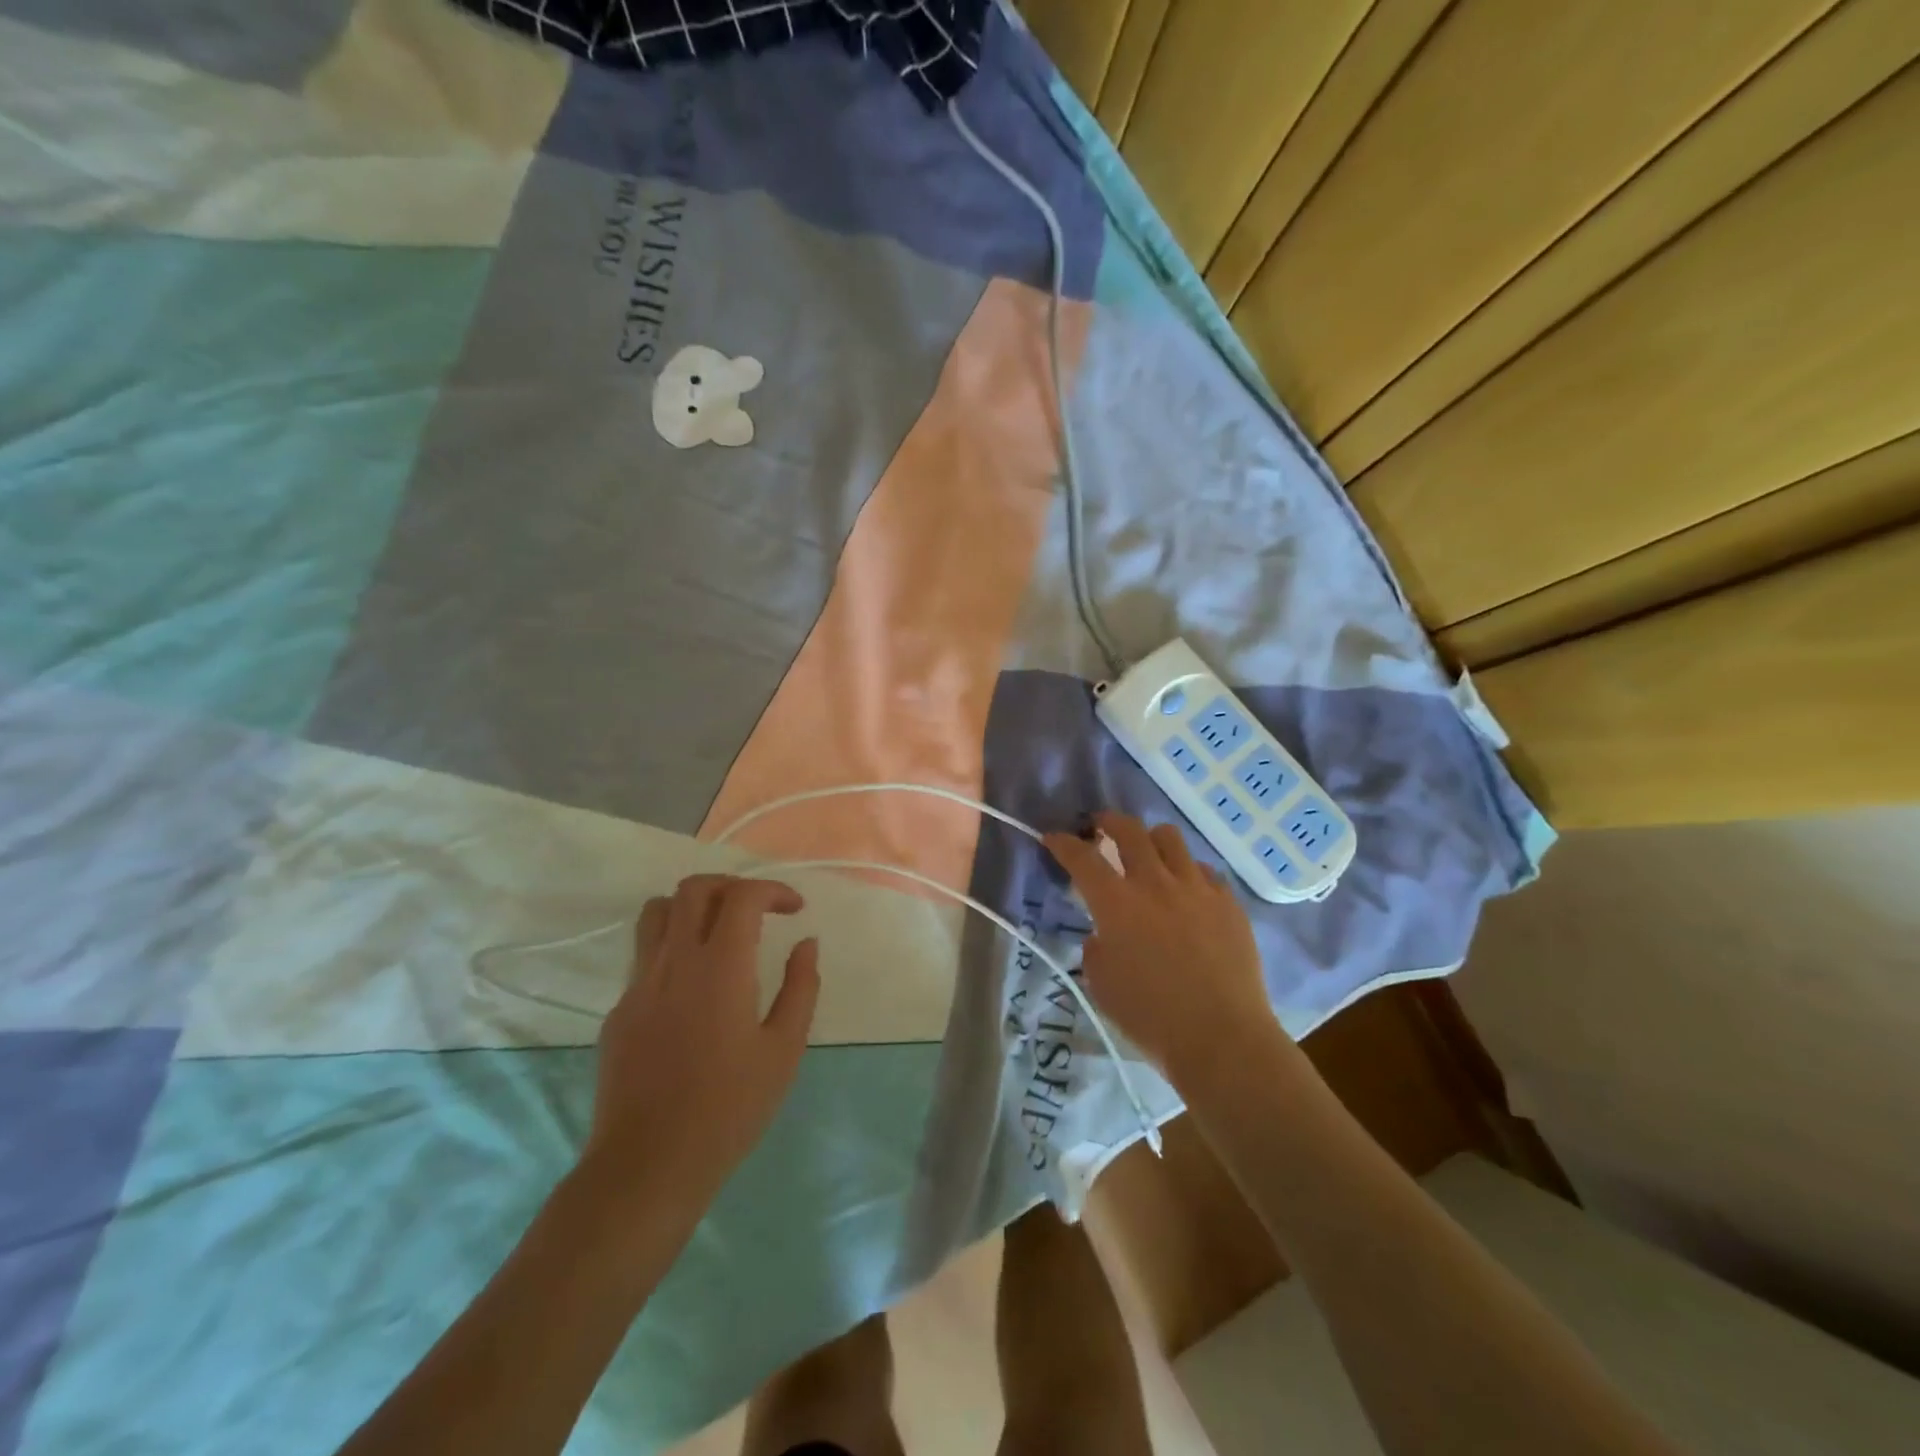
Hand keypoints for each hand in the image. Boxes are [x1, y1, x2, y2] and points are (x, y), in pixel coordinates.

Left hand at [584, 875, 819, 1207]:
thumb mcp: (784, 1050)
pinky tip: (693, 989)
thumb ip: (801, 987)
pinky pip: (644, 956)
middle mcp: (675, 961)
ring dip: (692, 907)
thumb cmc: (729, 1108)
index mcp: (720, 966)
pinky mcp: (618, 1010)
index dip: (773, 890)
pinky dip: (673, 949)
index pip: (743, 896)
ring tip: (719, 932)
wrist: (648, 1165)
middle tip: (757, 911)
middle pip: (694, 888)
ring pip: (657, 912)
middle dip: (731, 886)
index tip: (795, 910)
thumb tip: (806, 944)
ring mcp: (639, 984)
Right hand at [1043, 813, 1276, 1083]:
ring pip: (1170, 838)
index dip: (1063, 843)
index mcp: (1116, 903)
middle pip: (1129, 830)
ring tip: (1147, 855)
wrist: (1222, 1038)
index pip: (1082, 857)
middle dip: (1108, 821)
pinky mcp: (1228, 902)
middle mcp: (1155, 883)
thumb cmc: (1150, 1017)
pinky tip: (1186, 893)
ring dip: (1150, 840)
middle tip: (1100, 827)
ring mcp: (1197, 888)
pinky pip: (1203, 870)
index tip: (1052, 837)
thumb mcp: (1101, 984)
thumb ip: (1096, 947)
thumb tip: (1105, 933)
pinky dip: (1187, 872)